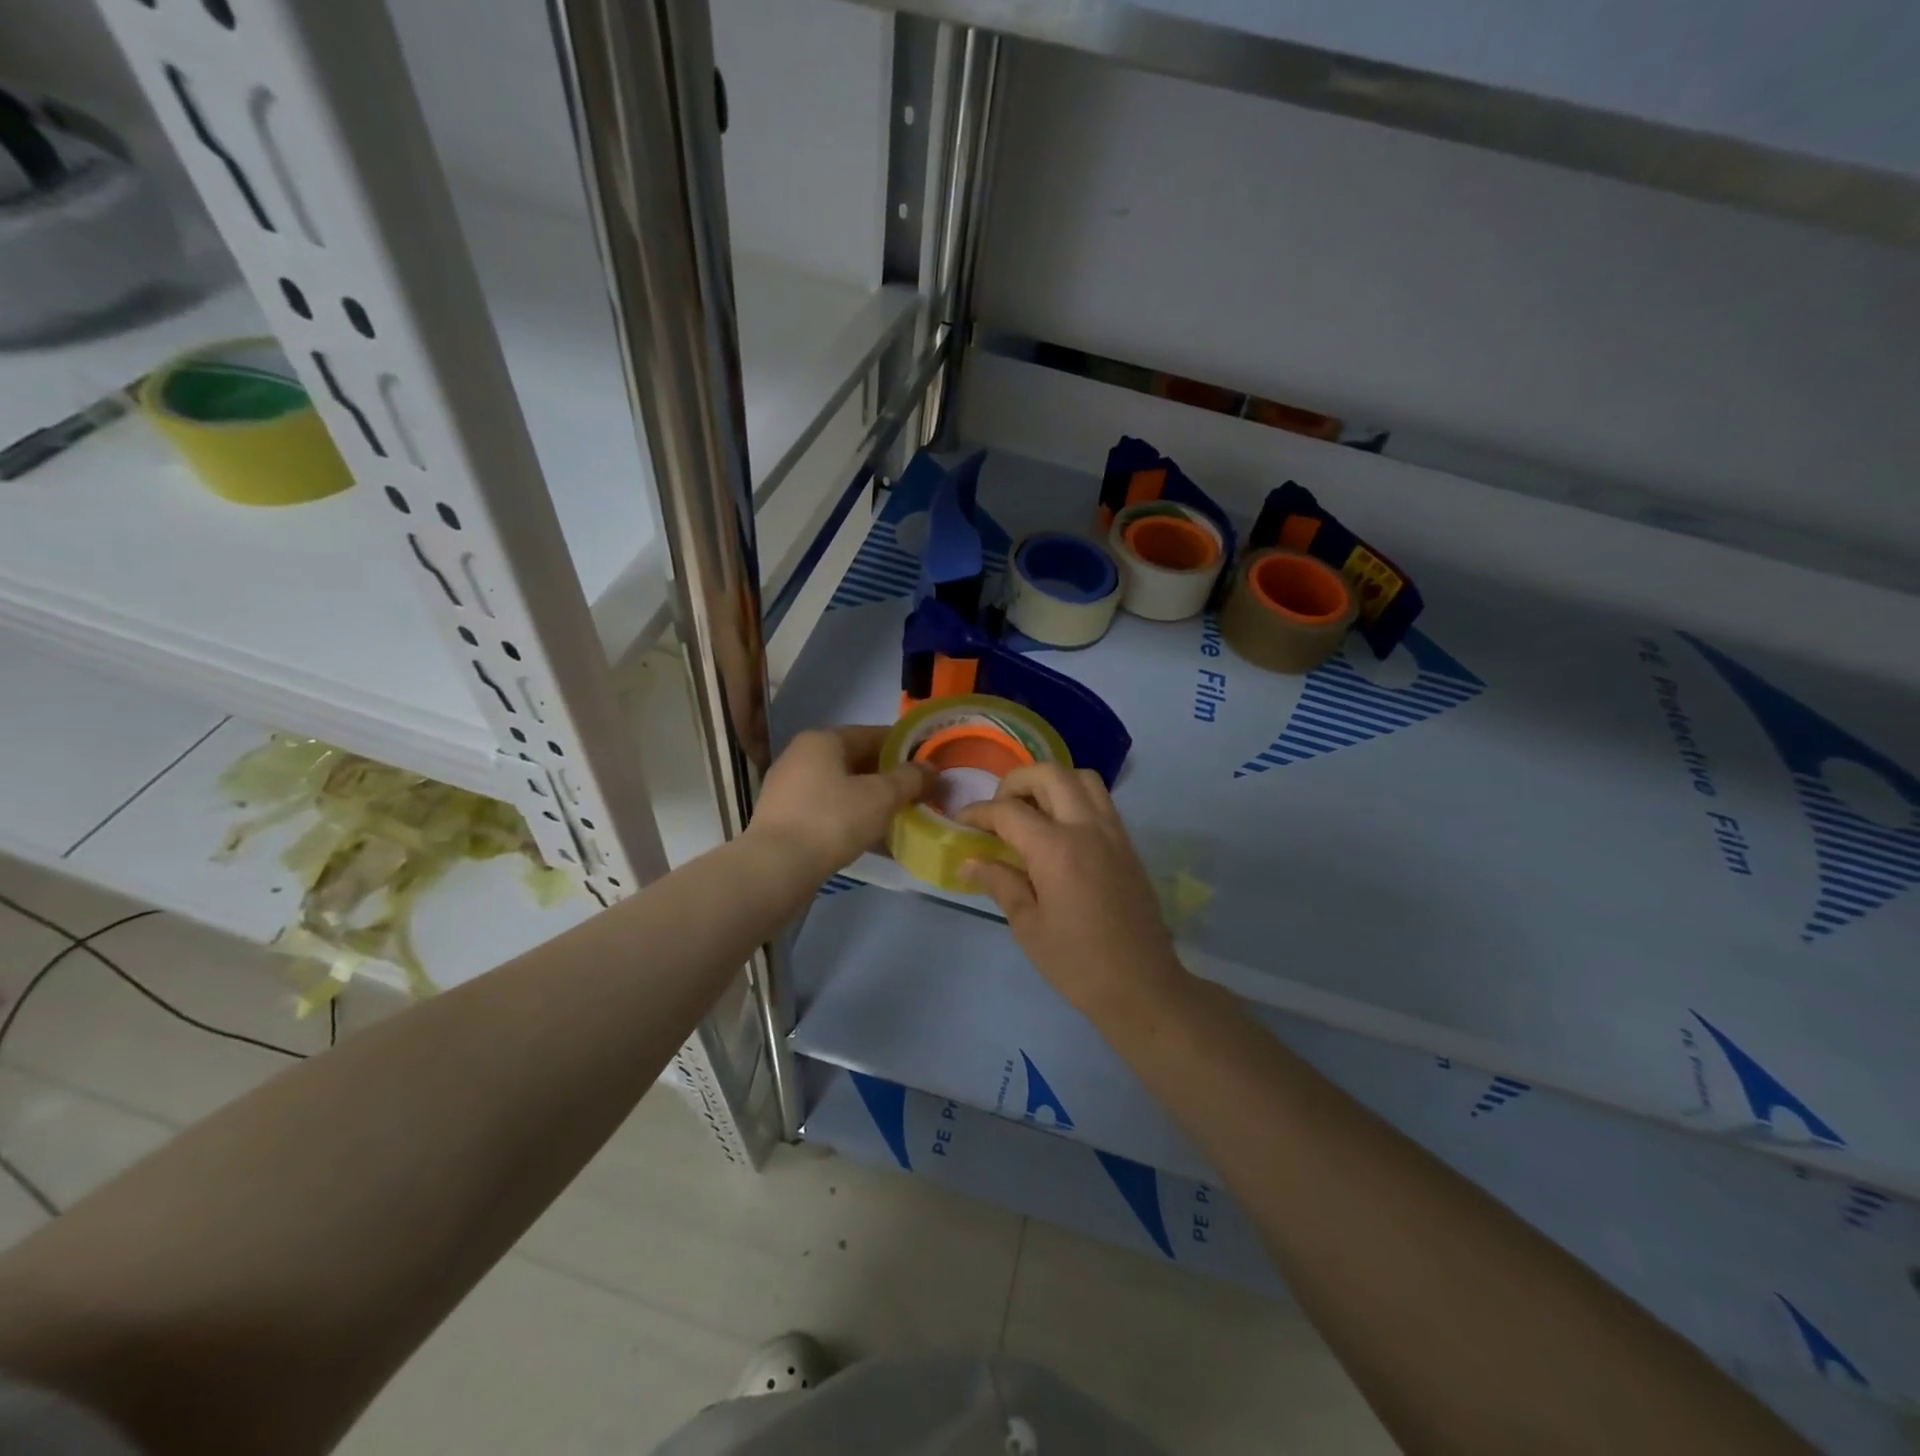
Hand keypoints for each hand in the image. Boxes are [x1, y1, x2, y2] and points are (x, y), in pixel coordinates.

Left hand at [749, 726, 934, 883]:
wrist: (776, 868)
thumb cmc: (832, 820)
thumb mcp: (881, 797)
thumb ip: (910, 778)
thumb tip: (931, 768)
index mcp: (822, 740)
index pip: (873, 734)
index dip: (904, 748)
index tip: (928, 764)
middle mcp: (800, 756)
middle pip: (855, 761)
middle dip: (888, 777)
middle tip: (918, 794)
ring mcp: (788, 788)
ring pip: (841, 788)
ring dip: (870, 800)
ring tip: (899, 817)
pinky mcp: (783, 818)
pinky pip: (827, 810)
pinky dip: (851, 818)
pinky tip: (871, 838)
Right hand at [958, 765, 1186, 1020]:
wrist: (1141, 986)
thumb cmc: (1077, 963)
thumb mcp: (1028, 927)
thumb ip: (1000, 883)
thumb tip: (970, 861)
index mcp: (1056, 849)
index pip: (1009, 811)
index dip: (978, 812)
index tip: (960, 822)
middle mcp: (1087, 828)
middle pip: (1049, 774)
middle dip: (1016, 782)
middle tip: (998, 809)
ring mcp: (1113, 832)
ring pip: (1082, 778)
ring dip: (1051, 782)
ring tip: (1031, 811)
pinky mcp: (1127, 844)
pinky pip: (1100, 800)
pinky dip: (1074, 798)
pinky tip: (1058, 830)